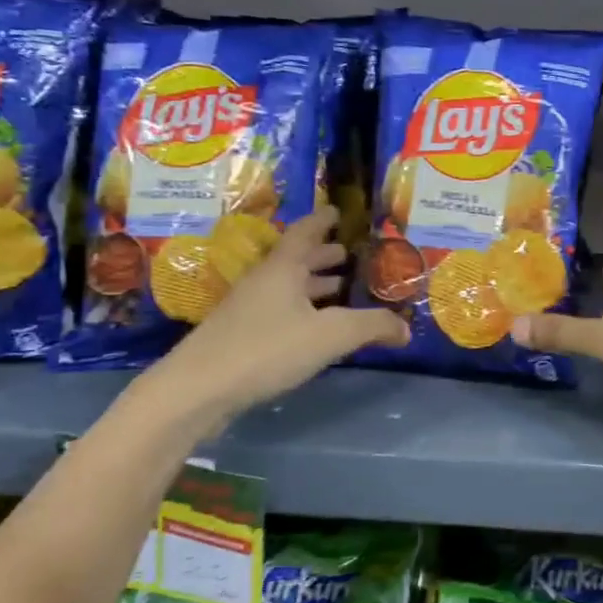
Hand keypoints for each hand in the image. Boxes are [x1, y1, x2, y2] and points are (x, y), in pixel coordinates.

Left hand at [142, 206, 407, 424]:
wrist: (197, 390)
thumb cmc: (266, 349)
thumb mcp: (330, 336)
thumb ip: (371, 327)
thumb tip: (406, 328)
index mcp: (283, 269)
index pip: (305, 232)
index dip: (322, 220)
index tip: (338, 212)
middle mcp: (264, 281)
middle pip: (295, 260)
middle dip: (322, 256)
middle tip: (348, 254)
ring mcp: (247, 309)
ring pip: (286, 287)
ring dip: (312, 284)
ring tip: (339, 288)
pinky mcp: (239, 336)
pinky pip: (279, 310)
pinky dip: (302, 309)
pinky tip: (315, 328)